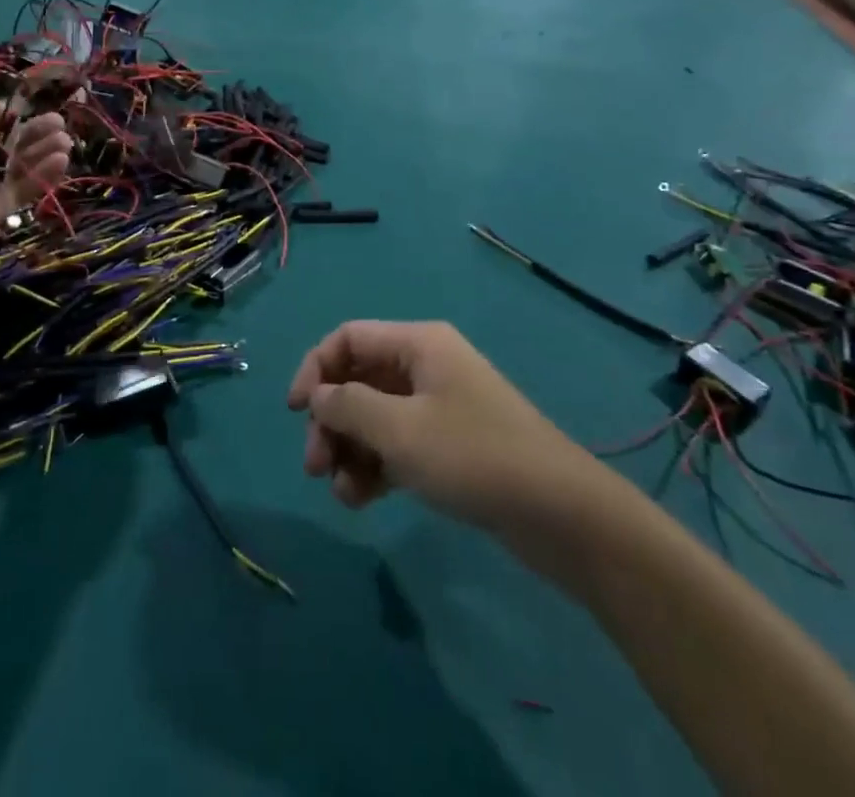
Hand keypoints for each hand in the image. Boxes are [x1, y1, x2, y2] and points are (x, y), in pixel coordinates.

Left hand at [0, 90, 70, 290]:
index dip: (2, 113)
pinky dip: (42, 175)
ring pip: (14, 166)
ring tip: (65, 140)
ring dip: (41, 150)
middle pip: (1, 142)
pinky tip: (61, 161)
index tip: (25, 108)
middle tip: (58, 122)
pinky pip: (19, 192)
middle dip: (31, 130)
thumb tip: (1, 111)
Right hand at [286, 320, 577, 528]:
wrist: (560, 513)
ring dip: (350, 450)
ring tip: (342, 493)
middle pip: (358, 380)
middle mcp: (426, 366)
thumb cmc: (473, 456)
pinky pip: (397, 444)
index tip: (294, 412)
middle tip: (315, 467)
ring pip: (374, 416)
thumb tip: (318, 395)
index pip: (348, 339)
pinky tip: (362, 500)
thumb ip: (349, 407)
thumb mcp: (400, 430)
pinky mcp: (449, 444)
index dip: (315, 369)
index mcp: (418, 344)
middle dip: (331, 420)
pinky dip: (375, 466)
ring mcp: (439, 406)